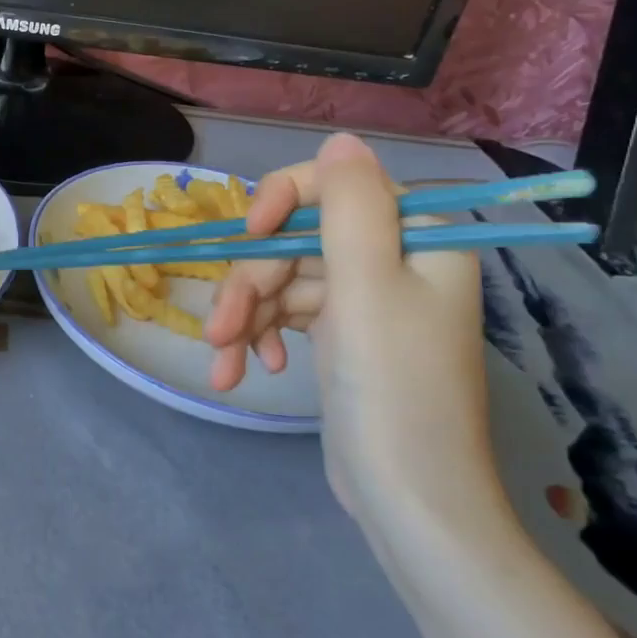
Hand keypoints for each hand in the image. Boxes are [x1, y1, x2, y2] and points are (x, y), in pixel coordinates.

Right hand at [205, 133, 489, 519]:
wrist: (407, 498)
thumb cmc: (392, 386)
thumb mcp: (367, 284)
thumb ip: (349, 204)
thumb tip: (339, 139)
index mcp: (417, 236)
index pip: (335, 185)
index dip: (282, 201)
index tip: (249, 236)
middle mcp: (392, 258)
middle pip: (296, 239)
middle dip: (251, 282)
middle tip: (219, 328)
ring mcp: (364, 298)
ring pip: (282, 279)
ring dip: (245, 317)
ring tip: (223, 362)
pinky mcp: (341, 333)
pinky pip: (288, 313)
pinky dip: (262, 336)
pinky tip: (249, 369)